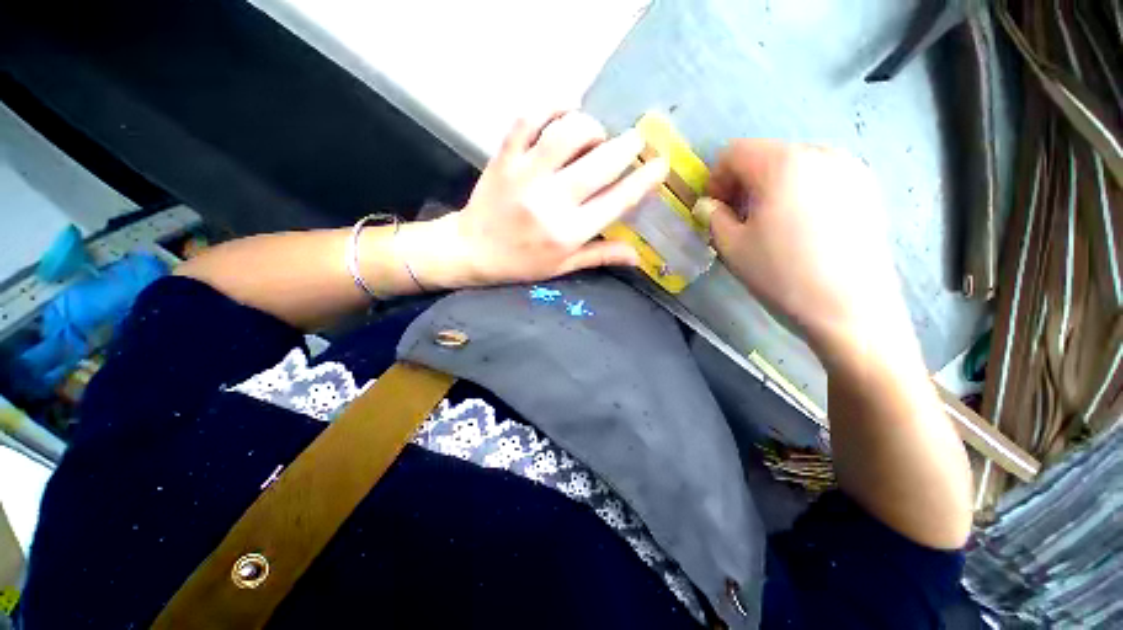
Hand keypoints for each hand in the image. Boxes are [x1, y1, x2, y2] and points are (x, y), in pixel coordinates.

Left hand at [410, 111, 668, 287]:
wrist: (472, 250)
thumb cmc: (521, 263)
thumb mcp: (562, 266)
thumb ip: (600, 256)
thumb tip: (638, 256)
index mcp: (568, 233)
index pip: (617, 201)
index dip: (644, 180)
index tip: (660, 164)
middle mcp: (551, 202)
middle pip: (600, 163)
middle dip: (627, 147)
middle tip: (634, 141)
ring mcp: (526, 175)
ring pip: (567, 134)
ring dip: (590, 127)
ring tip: (596, 134)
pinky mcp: (505, 157)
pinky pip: (528, 119)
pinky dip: (550, 106)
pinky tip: (564, 111)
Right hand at [701, 139, 907, 361]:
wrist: (851, 309)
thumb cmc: (782, 274)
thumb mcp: (732, 246)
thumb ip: (713, 217)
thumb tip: (707, 205)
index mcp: (783, 164)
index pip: (735, 152)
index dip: (715, 178)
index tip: (713, 210)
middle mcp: (821, 153)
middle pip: (766, 155)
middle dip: (742, 184)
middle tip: (737, 220)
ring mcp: (850, 169)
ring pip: (794, 166)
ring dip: (770, 189)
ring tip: (769, 225)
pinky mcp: (867, 190)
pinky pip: (820, 178)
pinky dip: (799, 193)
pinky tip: (800, 228)